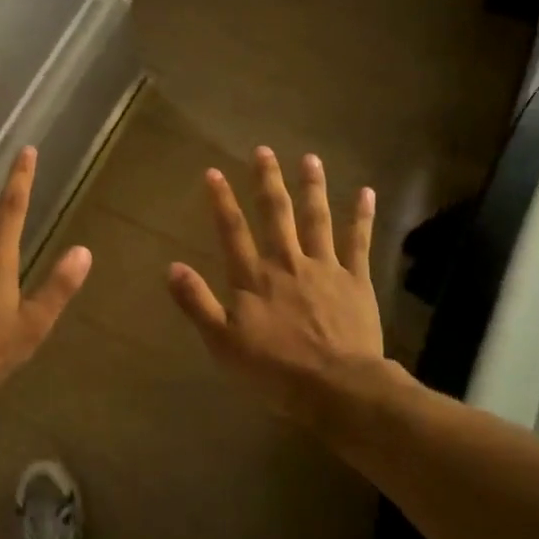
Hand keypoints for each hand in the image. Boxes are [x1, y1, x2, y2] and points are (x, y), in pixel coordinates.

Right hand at [167, 148, 384, 420]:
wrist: (337, 387)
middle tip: (264, 150)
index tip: (213, 172)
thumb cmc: (275, 370)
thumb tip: (172, 267)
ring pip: (316, 218)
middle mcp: (287, 262)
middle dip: (267, 180)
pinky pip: (358, 241)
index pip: (232, 231)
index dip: (221, 200)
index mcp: (253, 278)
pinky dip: (362, 216)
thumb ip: (198, 303)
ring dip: (312, 187)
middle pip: (275, 213)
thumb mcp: (223, 343)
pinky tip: (366, 192)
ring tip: (310, 158)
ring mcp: (324, 267)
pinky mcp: (355, 279)